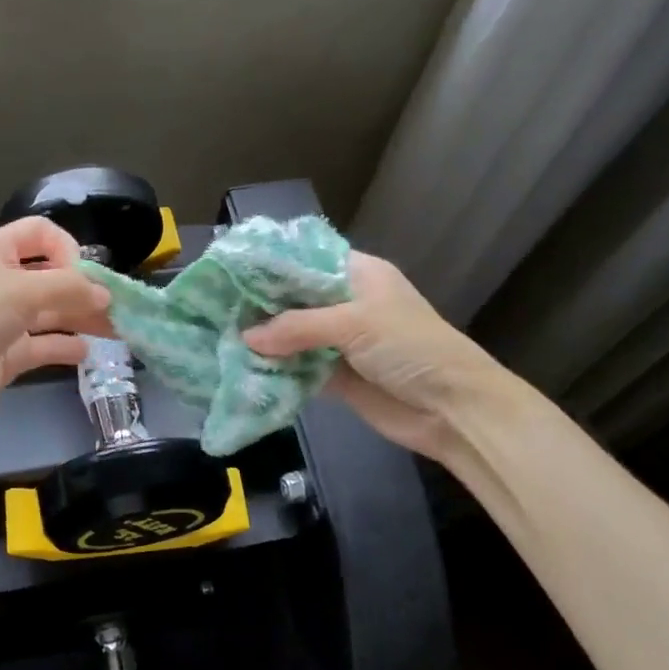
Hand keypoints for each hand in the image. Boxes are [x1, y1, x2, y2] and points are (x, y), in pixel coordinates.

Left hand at [0, 217, 113, 453]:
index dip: (67, 248)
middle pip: (49, 276)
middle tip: (118, 309)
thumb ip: (69, 288)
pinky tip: (87, 352)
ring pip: (49, 313)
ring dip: (81, 318)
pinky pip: (40, 345)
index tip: (86, 275)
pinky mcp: (2, 357)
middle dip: (83, 289)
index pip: (39, 234)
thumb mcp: (21, 292)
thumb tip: (105, 294)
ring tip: (116, 331)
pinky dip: (63, 346)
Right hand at [241, 251, 521, 461]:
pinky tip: (243, 368)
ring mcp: (340, 341)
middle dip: (260, 305)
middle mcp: (346, 303)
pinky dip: (276, 369)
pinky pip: (298, 368)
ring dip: (264, 340)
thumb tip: (246, 337)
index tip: (230, 269)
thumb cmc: (411, 348)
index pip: (305, 260)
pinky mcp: (336, 376)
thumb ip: (297, 327)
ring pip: (292, 335)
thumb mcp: (355, 323)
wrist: (454, 409)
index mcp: (357, 275)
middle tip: (215, 306)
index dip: (270, 264)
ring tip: (220, 336)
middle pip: (294, 299)